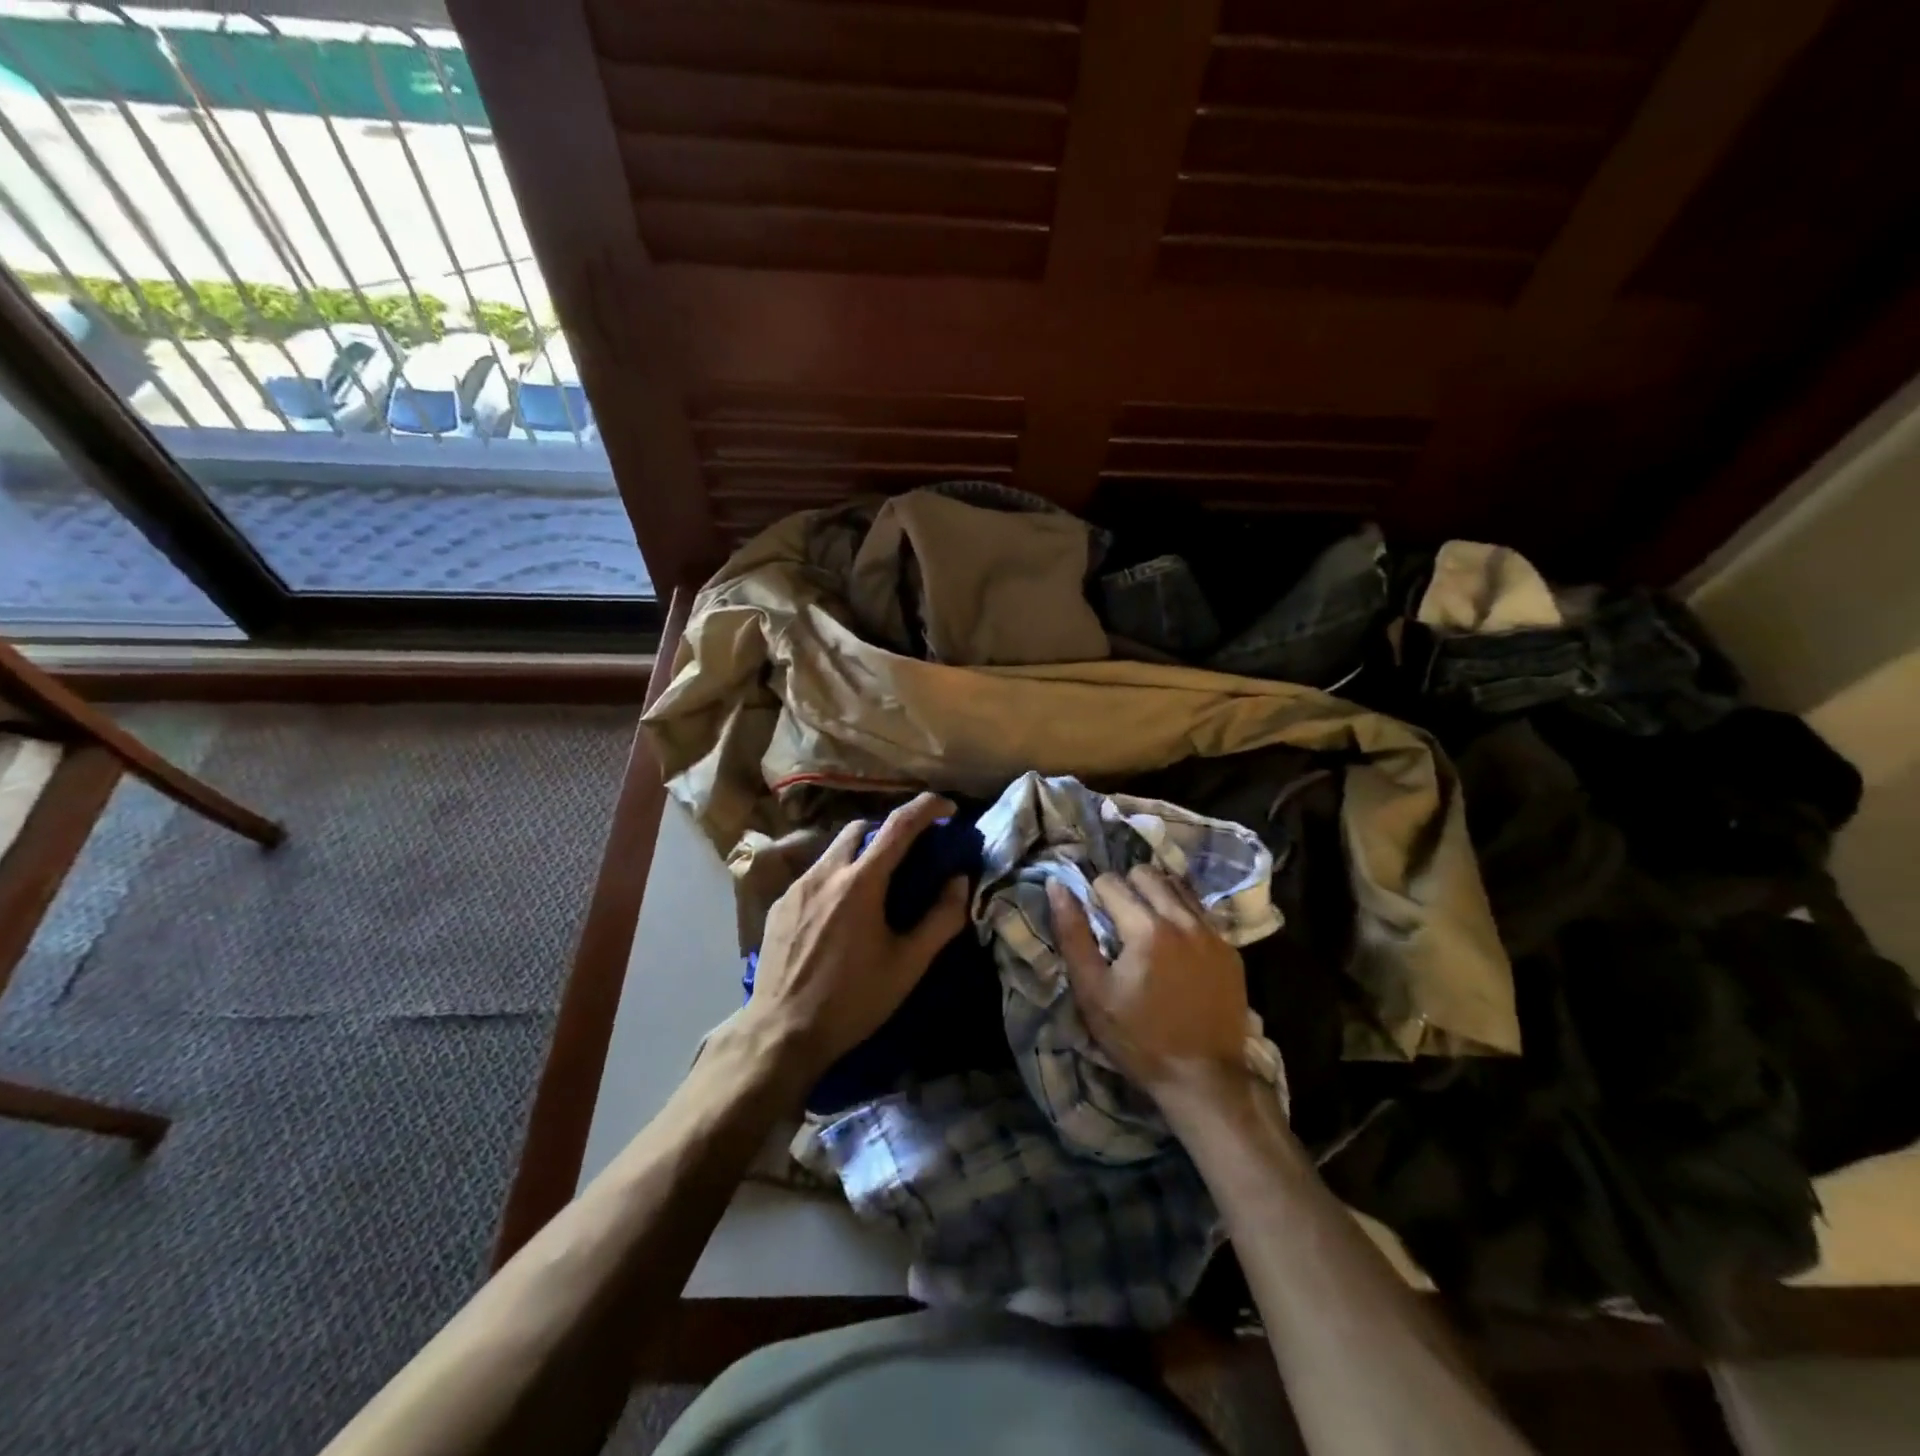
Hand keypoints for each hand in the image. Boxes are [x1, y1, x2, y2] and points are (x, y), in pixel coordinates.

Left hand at [744, 792, 969, 1087]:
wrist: (782, 1033)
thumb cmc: (852, 1000)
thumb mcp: (907, 965)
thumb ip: (940, 919)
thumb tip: (960, 881)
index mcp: (860, 883)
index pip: (898, 825)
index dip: (926, 808)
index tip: (947, 807)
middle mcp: (825, 873)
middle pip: (860, 828)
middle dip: (889, 829)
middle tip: (910, 853)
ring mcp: (796, 887)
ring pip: (833, 850)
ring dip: (860, 853)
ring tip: (876, 884)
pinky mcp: (779, 905)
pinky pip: (814, 874)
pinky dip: (836, 876)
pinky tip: (841, 911)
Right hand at [1047, 867, 1251, 1103]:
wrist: (1204, 1078)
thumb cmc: (1139, 1038)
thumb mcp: (1092, 991)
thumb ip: (1073, 934)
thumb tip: (1057, 886)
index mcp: (1146, 928)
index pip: (1110, 882)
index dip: (1094, 898)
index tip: (1095, 924)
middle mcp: (1183, 920)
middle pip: (1146, 873)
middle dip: (1125, 888)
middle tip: (1118, 921)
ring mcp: (1212, 933)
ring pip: (1177, 886)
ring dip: (1155, 895)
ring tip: (1145, 926)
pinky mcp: (1230, 949)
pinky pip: (1200, 911)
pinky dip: (1181, 914)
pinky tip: (1174, 944)